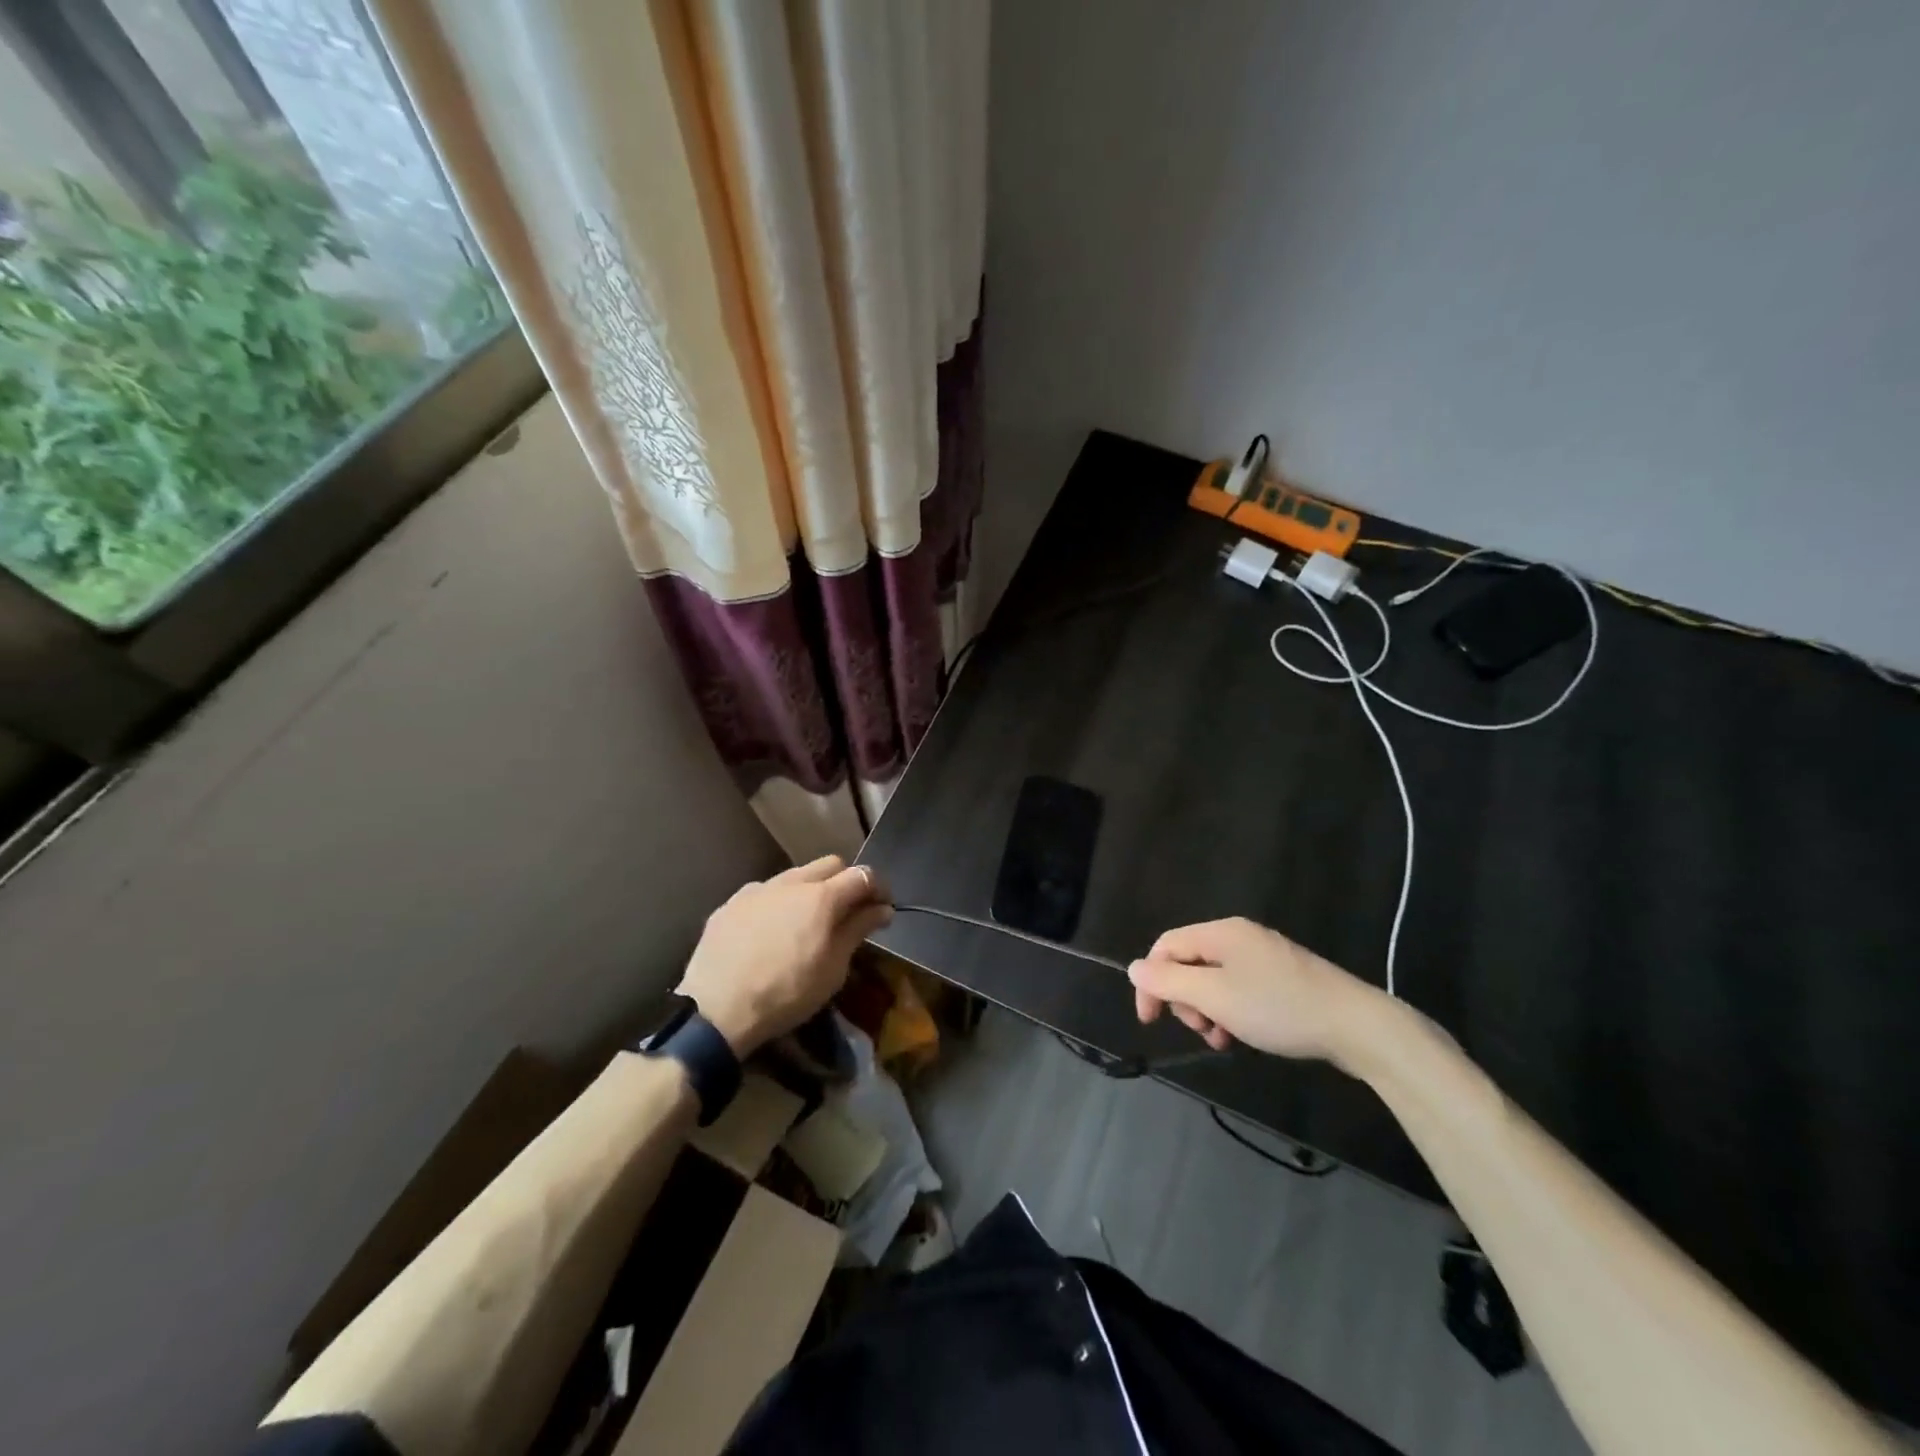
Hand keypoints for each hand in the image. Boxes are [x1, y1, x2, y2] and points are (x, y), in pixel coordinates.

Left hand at [679, 856, 892, 1057]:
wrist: (716, 1010)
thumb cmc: (787, 992)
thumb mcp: (833, 967)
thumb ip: (858, 930)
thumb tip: (881, 908)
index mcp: (822, 896)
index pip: (862, 875)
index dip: (879, 888)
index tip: (884, 908)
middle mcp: (790, 882)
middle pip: (829, 865)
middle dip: (846, 881)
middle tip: (849, 912)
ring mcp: (756, 890)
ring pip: (794, 876)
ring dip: (810, 891)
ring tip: (807, 923)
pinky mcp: (729, 904)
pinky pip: (764, 894)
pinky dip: (778, 905)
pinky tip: (771, 933)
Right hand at [1128, 917, 1387, 1067]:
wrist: (1357, 1026)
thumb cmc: (1278, 1007)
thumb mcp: (1215, 996)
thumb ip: (1169, 982)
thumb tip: (1134, 969)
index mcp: (1221, 932)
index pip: (1166, 946)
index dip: (1151, 981)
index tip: (1150, 1021)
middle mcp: (1240, 936)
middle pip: (1190, 962)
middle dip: (1185, 998)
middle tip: (1200, 1029)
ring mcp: (1265, 956)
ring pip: (1215, 980)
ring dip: (1208, 1010)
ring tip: (1221, 1039)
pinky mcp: (1284, 978)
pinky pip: (1240, 989)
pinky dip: (1232, 1011)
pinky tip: (1241, 1036)